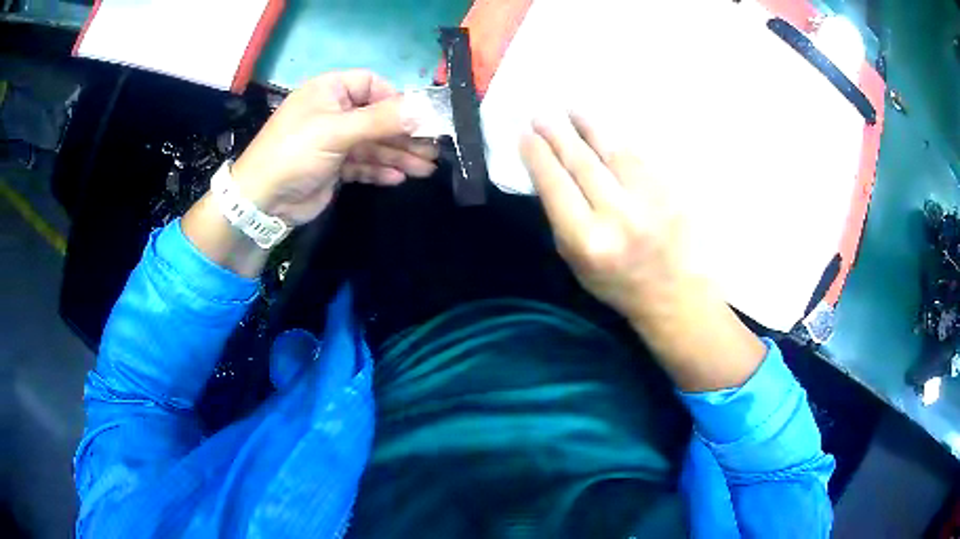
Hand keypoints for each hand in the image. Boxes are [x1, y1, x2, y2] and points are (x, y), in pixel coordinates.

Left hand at [231, 70, 437, 225]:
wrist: (262, 201)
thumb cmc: (295, 153)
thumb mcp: (336, 131)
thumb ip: (381, 120)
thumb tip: (425, 110)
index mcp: (330, 90)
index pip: (372, 85)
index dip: (396, 100)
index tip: (420, 119)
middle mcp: (334, 111)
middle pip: (378, 118)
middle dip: (404, 134)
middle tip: (434, 150)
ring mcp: (334, 140)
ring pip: (374, 143)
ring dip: (399, 155)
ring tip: (426, 169)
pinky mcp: (335, 166)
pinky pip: (364, 163)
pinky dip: (380, 170)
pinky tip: (399, 178)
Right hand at [520, 113, 764, 390]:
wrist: (673, 291)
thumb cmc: (617, 283)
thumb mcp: (576, 262)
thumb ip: (562, 218)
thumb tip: (549, 173)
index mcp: (588, 239)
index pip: (555, 184)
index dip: (537, 155)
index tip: (524, 134)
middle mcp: (618, 214)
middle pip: (580, 162)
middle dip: (557, 134)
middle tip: (541, 115)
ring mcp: (647, 198)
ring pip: (611, 150)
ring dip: (588, 126)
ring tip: (571, 110)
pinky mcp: (669, 189)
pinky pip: (637, 156)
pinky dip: (617, 140)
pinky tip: (604, 129)